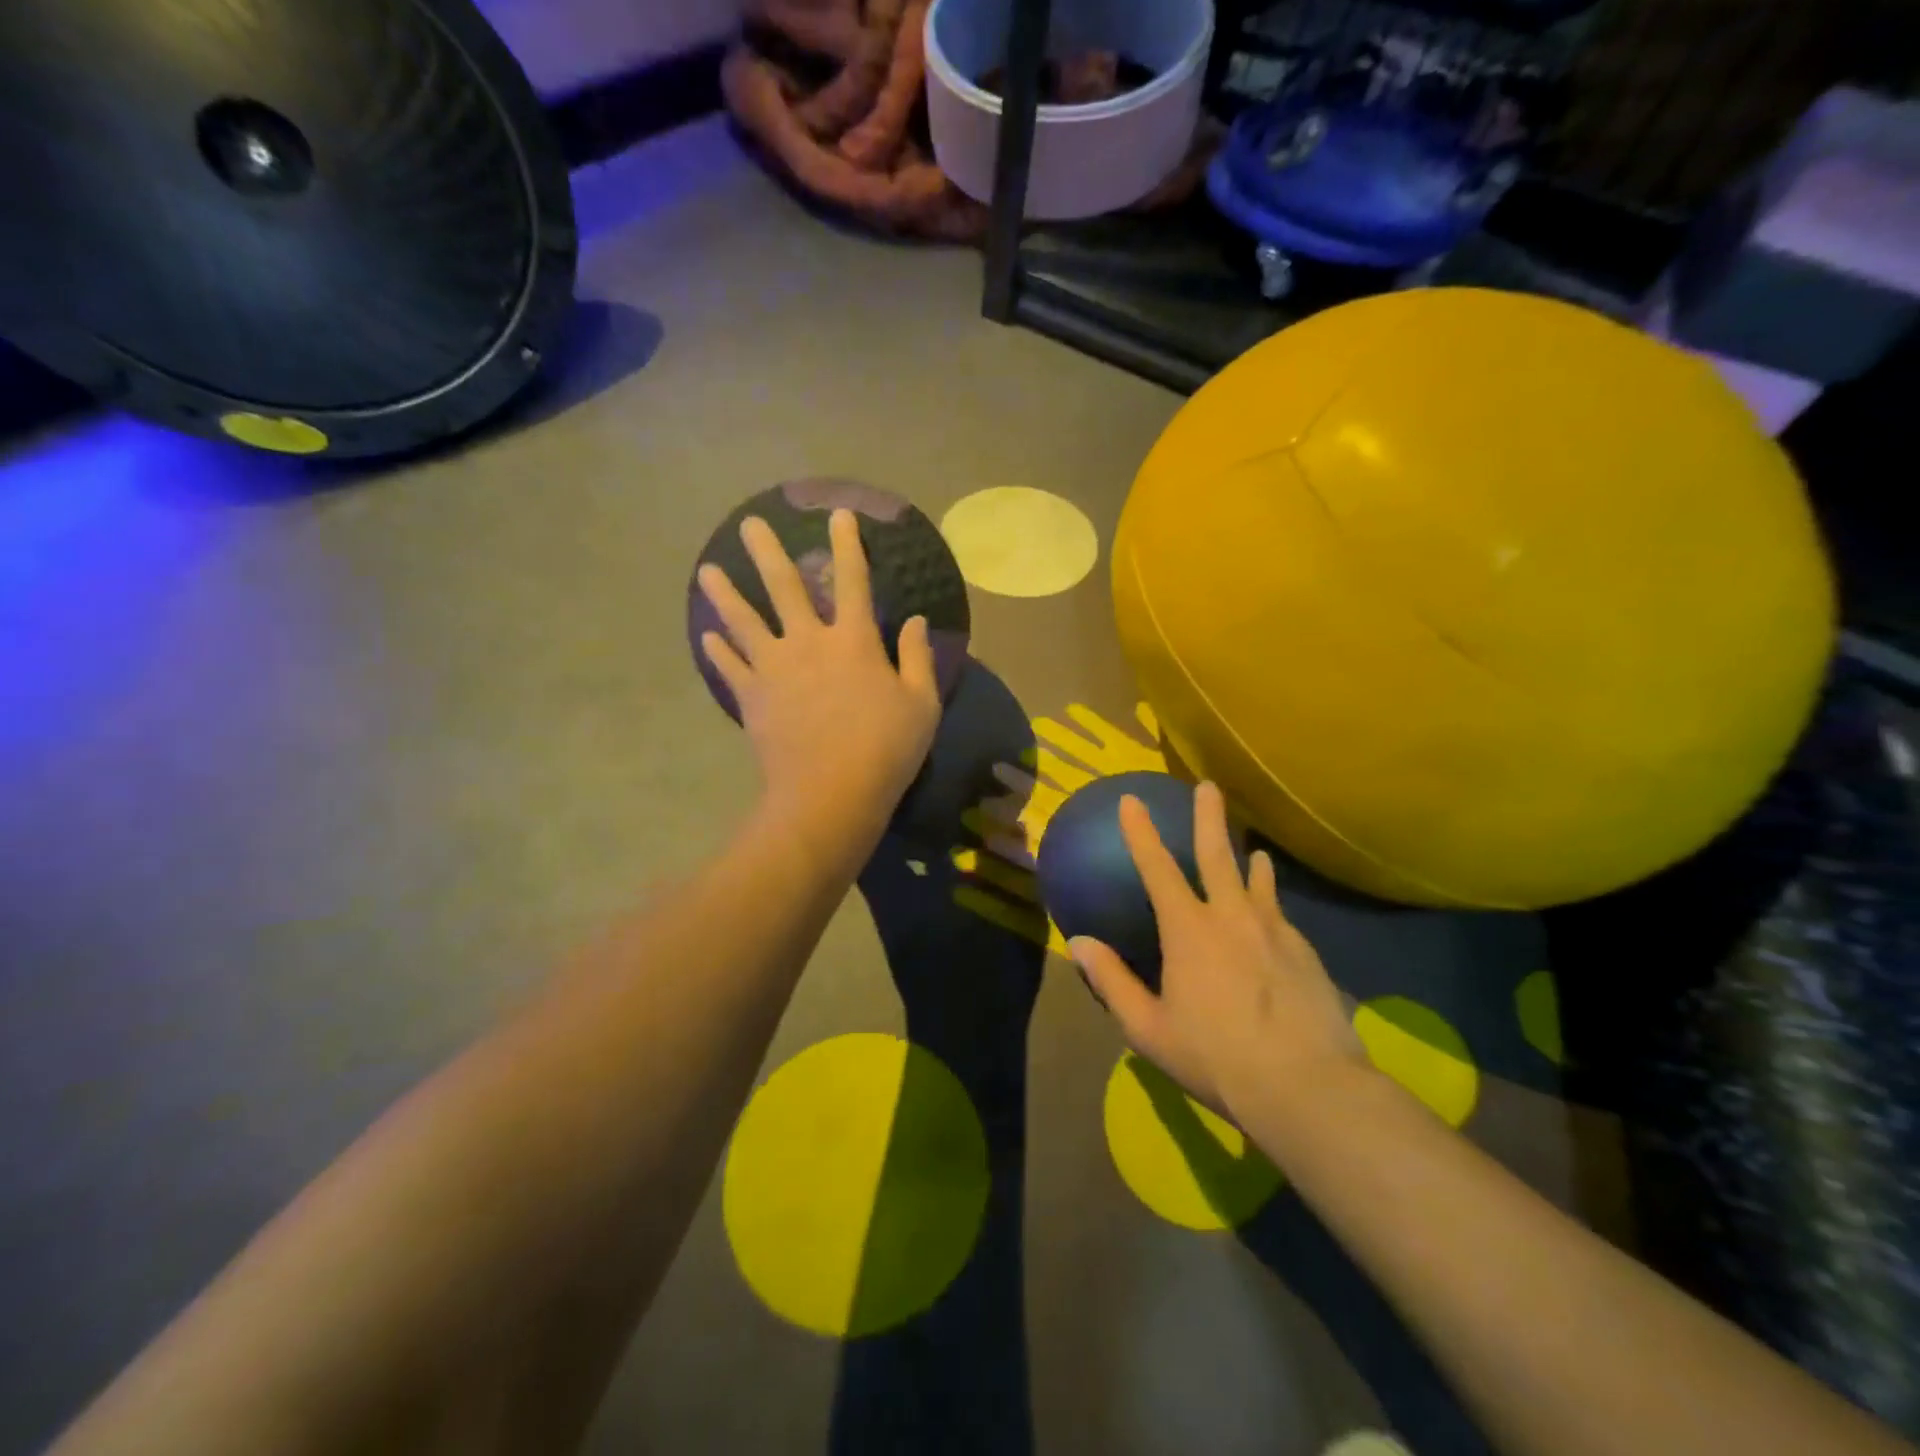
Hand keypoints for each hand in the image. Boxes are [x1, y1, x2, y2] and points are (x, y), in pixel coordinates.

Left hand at [698, 510, 941, 860]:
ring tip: (706, 569)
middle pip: (784, 587)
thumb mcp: (921, 704)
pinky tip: (707, 635)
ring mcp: (774, 669)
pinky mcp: (752, 698)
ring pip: (744, 620)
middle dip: (767, 552)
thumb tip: (915, 620)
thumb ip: (917, 658)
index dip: (848, 546)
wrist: (830, 794)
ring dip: (725, 593)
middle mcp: (809, 642)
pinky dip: (719, 650)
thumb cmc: (886, 749)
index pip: (853, 581)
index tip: (839, 516)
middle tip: (748, 524)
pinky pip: (731, 667)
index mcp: (854, 640)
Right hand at [1070, 782, 1367, 1118]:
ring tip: (1254, 850)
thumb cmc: (1216, 1057)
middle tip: (1207, 787)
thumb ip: (1112, 982)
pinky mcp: (1306, 953)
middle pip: (1218, 855)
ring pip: (1259, 882)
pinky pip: (1281, 914)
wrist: (1307, 1087)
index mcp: (1189, 930)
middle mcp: (1232, 917)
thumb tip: (1078, 942)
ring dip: (1250, 861)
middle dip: (1209, 817)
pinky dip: (1272, 903)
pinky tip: (1275, 917)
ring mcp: (1274, 931)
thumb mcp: (1149, 1029)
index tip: (1132, 800)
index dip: (1141, 832)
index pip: (1157, 868)